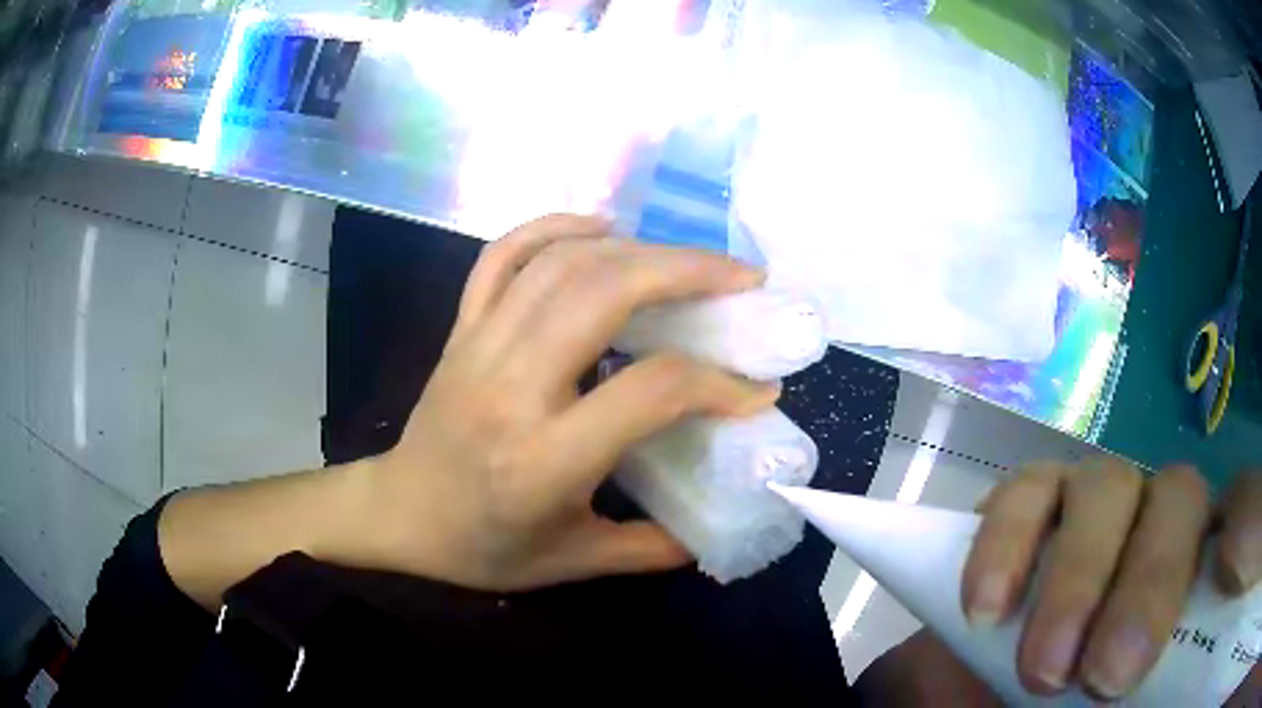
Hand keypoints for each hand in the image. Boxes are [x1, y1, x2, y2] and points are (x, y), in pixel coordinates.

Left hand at [343, 215, 778, 590]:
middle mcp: (511, 388)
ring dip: (636, 246)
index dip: (716, 384)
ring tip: (688, 260)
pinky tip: (600, 226)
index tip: (757, 389)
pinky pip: (502, 256)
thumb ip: (651, 548)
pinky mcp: (461, 329)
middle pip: (604, 294)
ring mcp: (479, 347)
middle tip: (740, 279)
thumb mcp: (573, 562)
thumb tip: (714, 526)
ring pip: (560, 264)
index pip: (649, 391)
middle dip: (687, 272)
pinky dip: (553, 227)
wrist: (401, 515)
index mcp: (544, 459)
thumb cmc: (484, 546)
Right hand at [962, 460, 1261, 698]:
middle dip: (1150, 581)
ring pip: (1106, 486)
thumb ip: (1161, 691)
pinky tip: (985, 607)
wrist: (1000, 699)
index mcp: (1194, 575)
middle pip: (1179, 497)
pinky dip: (1008, 541)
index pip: (1238, 516)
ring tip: (1042, 667)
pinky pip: (1027, 491)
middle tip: (1105, 676)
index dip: (1244, 523)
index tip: (1227, 571)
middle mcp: (1160, 526)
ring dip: (1077, 577)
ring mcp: (1098, 505)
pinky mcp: (1036, 500)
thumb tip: (1189, 659)